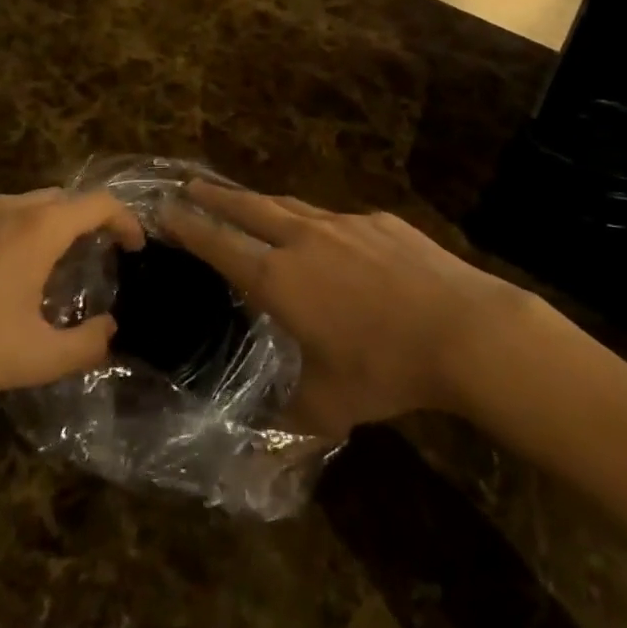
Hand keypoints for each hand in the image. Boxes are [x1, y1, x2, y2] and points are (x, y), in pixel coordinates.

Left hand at [0, 188, 144, 406]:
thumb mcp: (34, 358)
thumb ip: (87, 346)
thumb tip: (111, 330)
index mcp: (42, 226)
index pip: (100, 203)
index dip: (126, 220)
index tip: (137, 248)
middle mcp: (15, 207)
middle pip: (69, 198)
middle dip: (94, 221)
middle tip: (104, 259)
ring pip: (36, 205)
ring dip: (60, 226)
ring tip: (64, 268)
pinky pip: (8, 216)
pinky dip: (29, 231)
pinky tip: (14, 275)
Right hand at [162, 181, 541, 435]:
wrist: (462, 328)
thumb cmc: (386, 368)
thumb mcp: (331, 406)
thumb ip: (289, 418)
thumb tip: (261, 442)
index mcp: (280, 279)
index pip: (220, 244)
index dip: (189, 226)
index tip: (164, 208)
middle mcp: (304, 239)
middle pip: (248, 207)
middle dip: (215, 196)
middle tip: (190, 185)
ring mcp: (344, 223)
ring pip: (291, 205)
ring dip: (262, 202)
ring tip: (248, 202)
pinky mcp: (380, 220)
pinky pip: (337, 219)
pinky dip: (319, 224)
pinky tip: (332, 240)